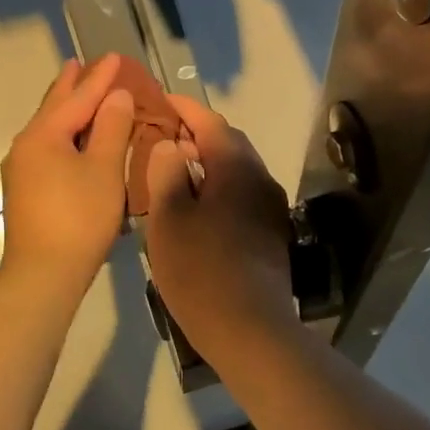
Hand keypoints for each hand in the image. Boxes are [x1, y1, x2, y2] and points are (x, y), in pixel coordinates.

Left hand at [0, 55, 134, 289]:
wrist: (42, 273)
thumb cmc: (79, 218)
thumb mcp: (103, 170)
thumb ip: (111, 128)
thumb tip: (115, 96)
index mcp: (44, 135)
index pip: (78, 97)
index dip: (100, 77)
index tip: (116, 57)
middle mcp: (26, 145)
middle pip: (54, 108)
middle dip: (72, 86)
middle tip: (82, 64)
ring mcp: (21, 169)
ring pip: (48, 129)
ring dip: (66, 110)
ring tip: (78, 94)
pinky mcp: (24, 190)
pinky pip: (47, 148)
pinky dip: (64, 134)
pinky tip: (72, 139)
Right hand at [142, 96, 295, 351]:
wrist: (250, 330)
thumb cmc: (201, 270)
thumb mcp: (169, 219)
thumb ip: (167, 174)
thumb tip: (170, 146)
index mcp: (236, 169)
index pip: (210, 122)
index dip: (183, 108)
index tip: (160, 99)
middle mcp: (260, 180)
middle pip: (227, 143)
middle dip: (195, 135)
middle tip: (160, 137)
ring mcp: (269, 209)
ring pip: (234, 172)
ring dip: (205, 164)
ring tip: (171, 172)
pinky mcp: (270, 234)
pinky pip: (239, 196)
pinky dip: (215, 189)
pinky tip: (193, 209)